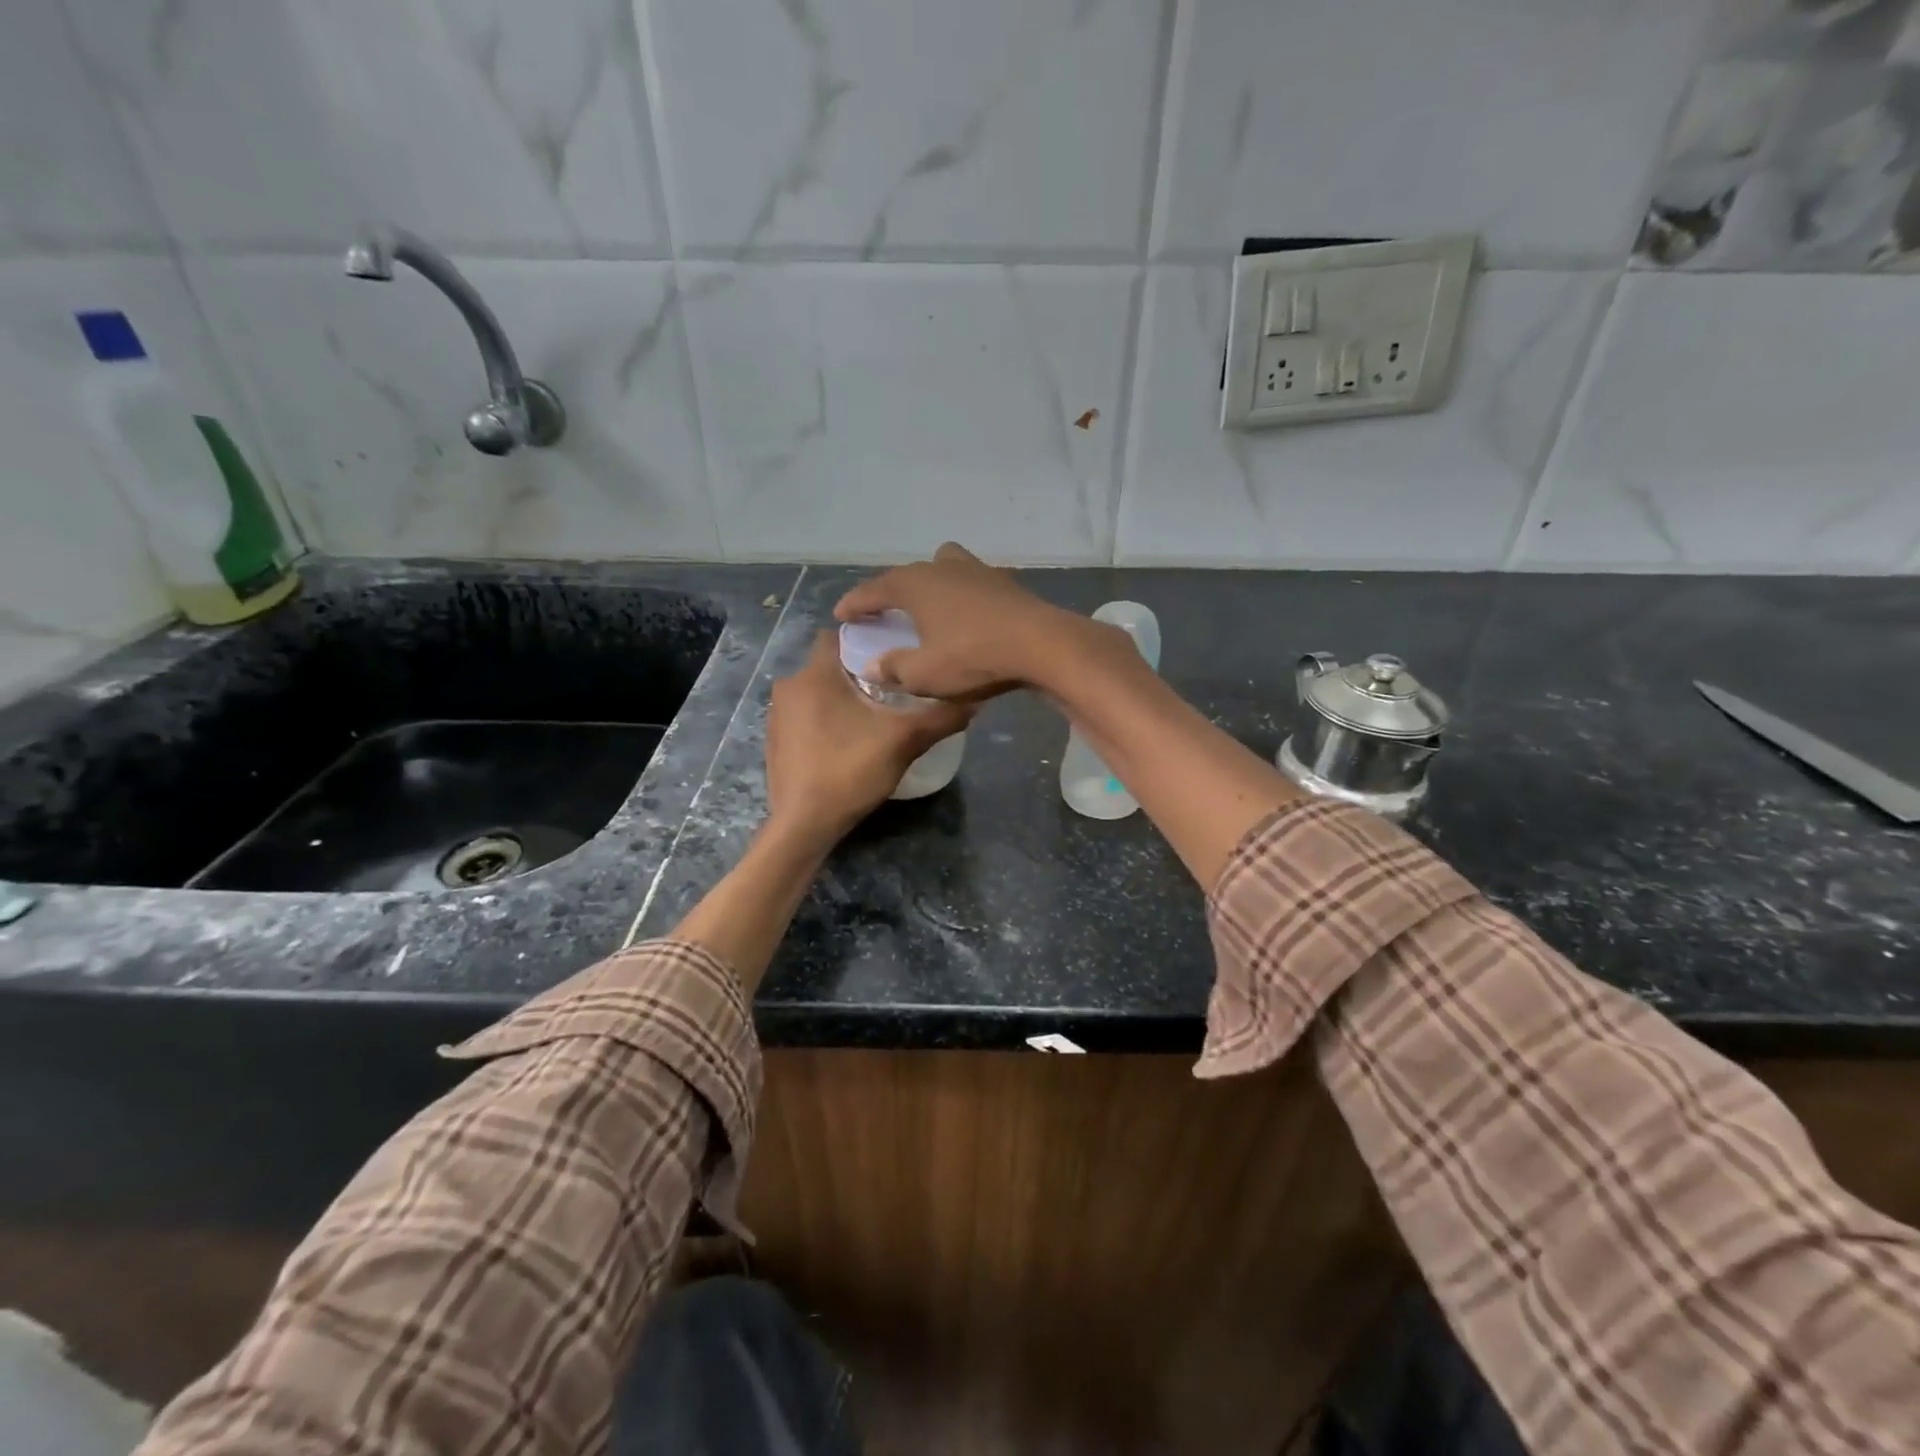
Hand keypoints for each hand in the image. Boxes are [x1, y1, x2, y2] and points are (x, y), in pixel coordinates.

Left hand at [765, 632, 970, 842]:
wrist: (804, 824)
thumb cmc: (849, 772)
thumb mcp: (904, 742)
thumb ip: (940, 718)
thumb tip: (975, 701)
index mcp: (815, 675)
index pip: (837, 635)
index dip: (866, 639)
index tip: (893, 654)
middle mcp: (789, 686)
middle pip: (829, 664)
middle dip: (858, 672)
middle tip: (893, 688)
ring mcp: (778, 714)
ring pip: (817, 691)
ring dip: (841, 697)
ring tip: (874, 714)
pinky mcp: (775, 739)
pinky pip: (805, 715)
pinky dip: (825, 718)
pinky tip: (848, 740)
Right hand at [833, 542, 1089, 700]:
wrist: (1041, 644)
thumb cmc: (972, 656)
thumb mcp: (924, 674)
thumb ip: (894, 669)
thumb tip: (871, 667)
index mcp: (915, 584)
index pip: (875, 590)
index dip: (855, 603)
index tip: (841, 614)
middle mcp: (942, 568)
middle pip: (909, 574)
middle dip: (893, 591)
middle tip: (883, 610)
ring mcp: (977, 571)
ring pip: (944, 567)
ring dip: (931, 583)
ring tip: (928, 605)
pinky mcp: (1005, 583)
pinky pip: (971, 583)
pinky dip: (961, 594)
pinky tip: (967, 614)